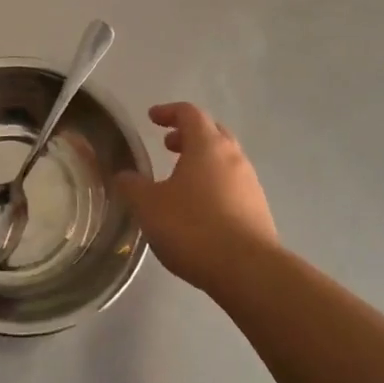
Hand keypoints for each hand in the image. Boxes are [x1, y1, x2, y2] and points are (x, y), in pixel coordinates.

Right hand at [113, 103, 277, 295]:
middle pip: (212, 132)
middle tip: (168, 146)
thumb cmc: (193, 228)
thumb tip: (123, 176)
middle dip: (188, 135)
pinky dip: (214, 185)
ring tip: (180, 181)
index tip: (152, 118)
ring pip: (225, 160)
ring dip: (202, 161)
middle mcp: (233, 156)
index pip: (189, 113)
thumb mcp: (149, 206)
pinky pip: (233, 185)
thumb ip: (133, 186)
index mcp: (207, 145)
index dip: (168, 112)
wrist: (248, 270)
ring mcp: (250, 183)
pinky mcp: (259, 210)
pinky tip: (200, 209)